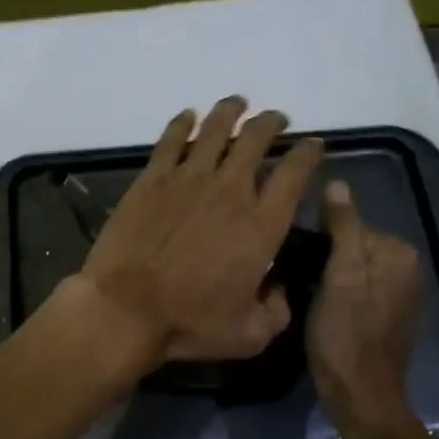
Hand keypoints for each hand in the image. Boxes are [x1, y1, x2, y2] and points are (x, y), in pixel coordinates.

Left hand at [74, 96, 323, 369]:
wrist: (125, 309)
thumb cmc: (188, 323)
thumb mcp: (249, 335)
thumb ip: (277, 311)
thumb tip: (280, 290)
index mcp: (261, 225)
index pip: (295, 174)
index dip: (308, 153)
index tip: (313, 145)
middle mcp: (230, 191)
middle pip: (257, 139)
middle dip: (272, 123)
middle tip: (276, 120)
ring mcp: (188, 179)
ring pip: (215, 129)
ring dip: (230, 111)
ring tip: (238, 103)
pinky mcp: (152, 179)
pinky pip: (171, 139)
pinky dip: (183, 122)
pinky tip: (188, 115)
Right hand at [307, 178, 426, 438]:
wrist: (360, 396)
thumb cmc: (345, 335)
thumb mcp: (339, 277)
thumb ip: (342, 228)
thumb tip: (336, 184)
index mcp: (398, 254)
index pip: (349, 223)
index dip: (319, 239)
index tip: (299, 259)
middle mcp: (406, 268)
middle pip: (351, 244)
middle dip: (325, 256)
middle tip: (300, 279)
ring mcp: (398, 292)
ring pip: (351, 266)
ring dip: (328, 274)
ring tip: (306, 293)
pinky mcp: (387, 313)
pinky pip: (356, 286)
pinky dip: (338, 291)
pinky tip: (323, 308)